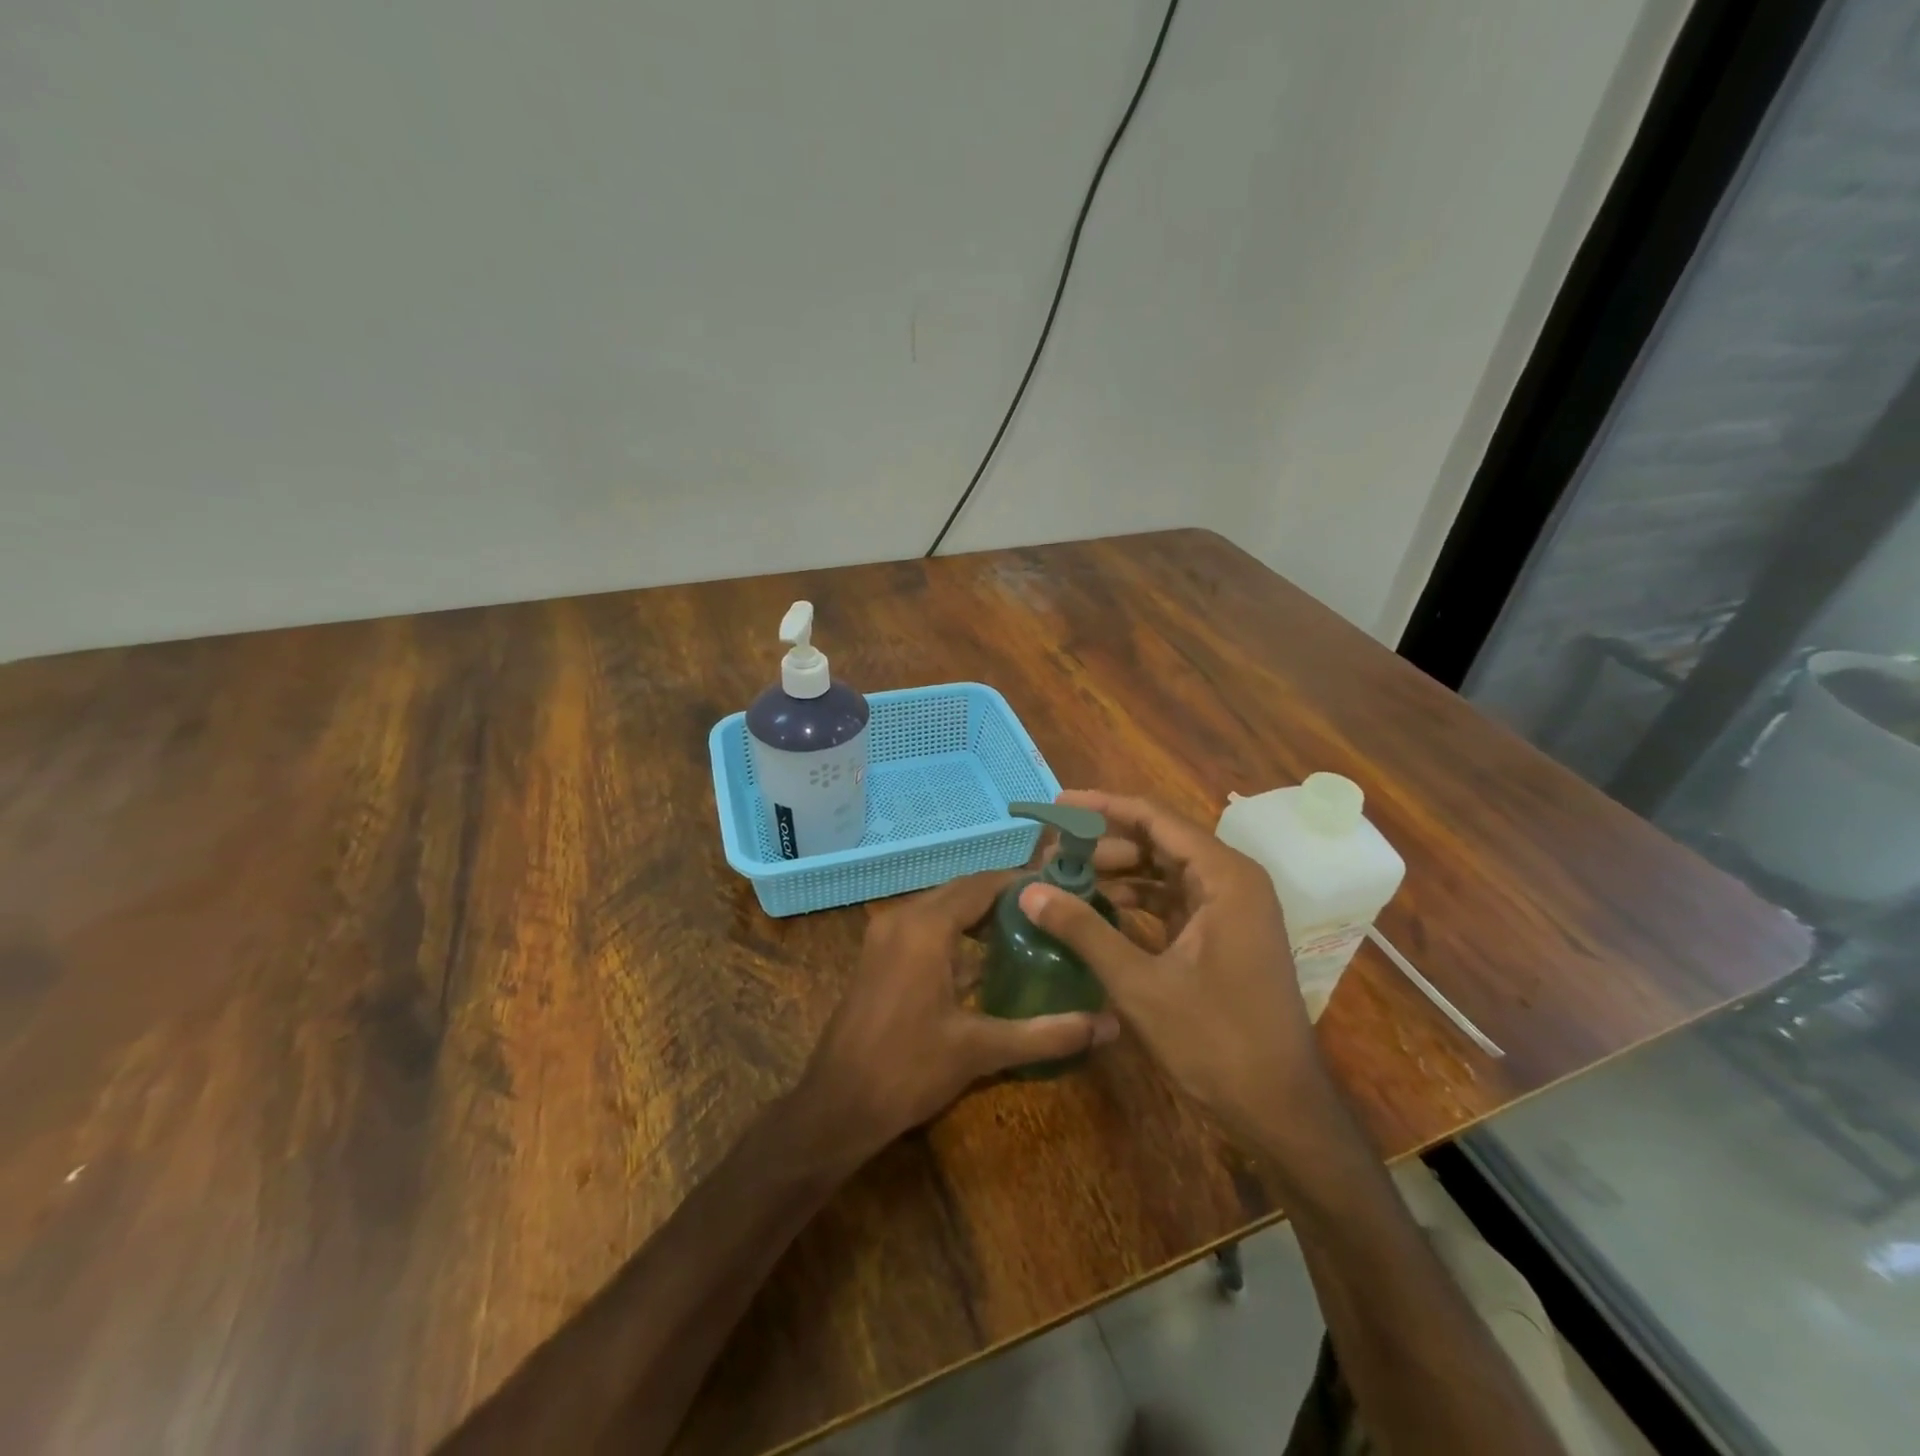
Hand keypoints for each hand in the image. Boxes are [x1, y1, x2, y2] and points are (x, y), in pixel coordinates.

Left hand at [799, 870, 1120, 1158]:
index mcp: (926, 926)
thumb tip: (1108, 1026)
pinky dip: (955, 931)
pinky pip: (924, 925)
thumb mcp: (981, 1050)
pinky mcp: (878, 954)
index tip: (1061, 893)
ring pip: (941, 907)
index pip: (983, 884)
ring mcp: (884, 934)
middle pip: (962, 891)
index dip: (1022, 884)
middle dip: (1004, 899)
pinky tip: (984, 960)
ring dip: (979, 914)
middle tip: (1050, 915)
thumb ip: (1046, 1034)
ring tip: (1027, 933)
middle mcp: (902, 917)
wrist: (836, 1105)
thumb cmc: (908, 1070)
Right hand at [1018, 792, 1335, 1158]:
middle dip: (1104, 843)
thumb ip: (1083, 930)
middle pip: (1159, 841)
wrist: (1280, 1108)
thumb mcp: (1140, 984)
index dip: (1102, 807)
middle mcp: (1232, 880)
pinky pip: (1172, 900)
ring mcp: (1230, 909)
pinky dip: (1135, 901)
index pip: (1154, 818)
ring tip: (1065, 877)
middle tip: (1051, 853)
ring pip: (1164, 871)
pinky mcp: (1223, 935)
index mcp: (1224, 876)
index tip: (1056, 806)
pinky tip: (1097, 908)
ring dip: (1117, 872)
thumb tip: (1028, 890)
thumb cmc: (1216, 1040)